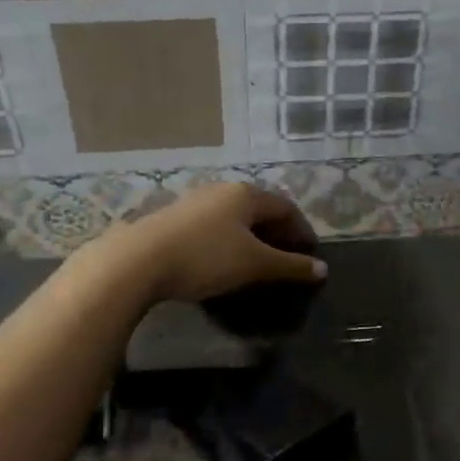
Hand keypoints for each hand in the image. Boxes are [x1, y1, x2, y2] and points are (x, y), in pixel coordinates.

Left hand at [83, 182, 324, 303]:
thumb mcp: (254, 265)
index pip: (286, 207)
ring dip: (252, 237)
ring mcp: (194, 202)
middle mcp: (222, 190)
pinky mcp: (173, 218)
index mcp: (246, 194)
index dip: (302, 230)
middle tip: (287, 257)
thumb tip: (322, 269)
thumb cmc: (206, 257)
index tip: (310, 254)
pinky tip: (222, 260)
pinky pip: (213, 226)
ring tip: (257, 261)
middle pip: (260, 208)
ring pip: (234, 217)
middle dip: (277, 232)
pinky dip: (228, 241)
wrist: (138, 260)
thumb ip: (290, 266)